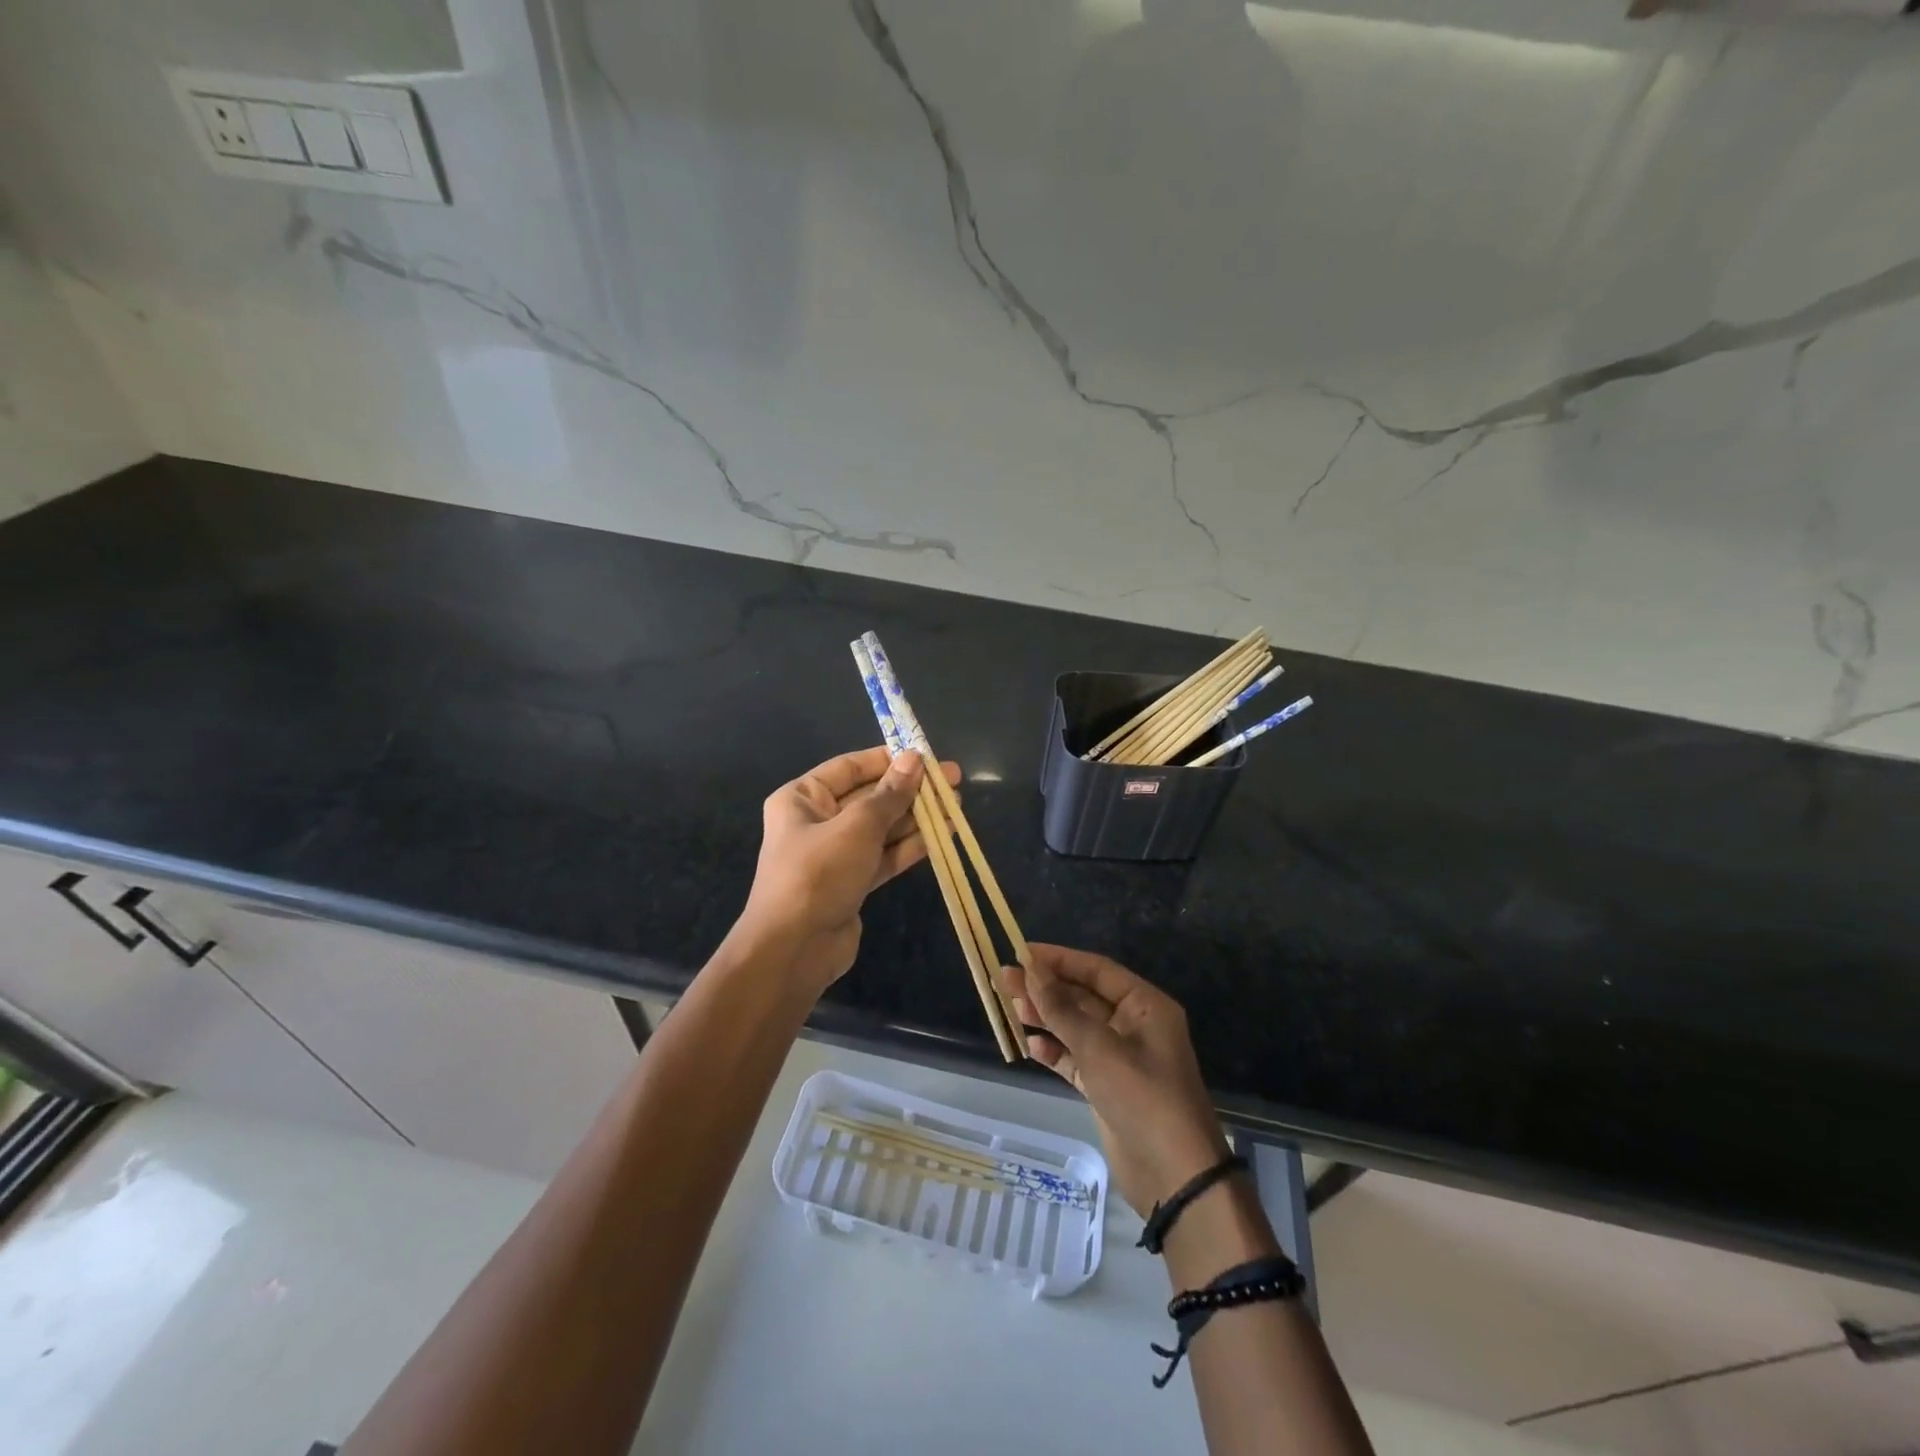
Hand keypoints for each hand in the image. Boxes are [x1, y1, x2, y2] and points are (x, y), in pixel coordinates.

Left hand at [736, 746, 961, 994]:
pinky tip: (943, 835)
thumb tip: (915, 759)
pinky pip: (884, 856)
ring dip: (917, 817)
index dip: (889, 760)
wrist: (794, 949)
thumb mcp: (857, 826)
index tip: (926, 756)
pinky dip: (910, 846)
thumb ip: (890, 794)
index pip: (850, 767)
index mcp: (802, 798)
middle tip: (953, 781)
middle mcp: (816, 822)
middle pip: (870, 797)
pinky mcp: (852, 883)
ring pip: (882, 828)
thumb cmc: (818, 873)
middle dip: (910, 790)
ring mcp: (836, 855)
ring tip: (957, 807)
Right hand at [1001, 944, 1229, 1219]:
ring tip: (1009, 1009)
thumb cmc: (1143, 1098)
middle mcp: (1134, 1025)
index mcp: (1145, 1005)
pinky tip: (1030, 1047)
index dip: (1058, 959)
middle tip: (1003, 981)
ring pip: (1076, 1027)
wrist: (1176, 1177)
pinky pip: (1076, 1058)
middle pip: (1083, 997)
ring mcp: (1121, 1057)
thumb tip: (1030, 970)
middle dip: (1045, 989)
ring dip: (1045, 1018)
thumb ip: (1062, 1009)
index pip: (1096, 969)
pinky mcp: (1108, 1087)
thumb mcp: (1099, 1049)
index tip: (1021, 953)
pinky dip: (1055, 1052)